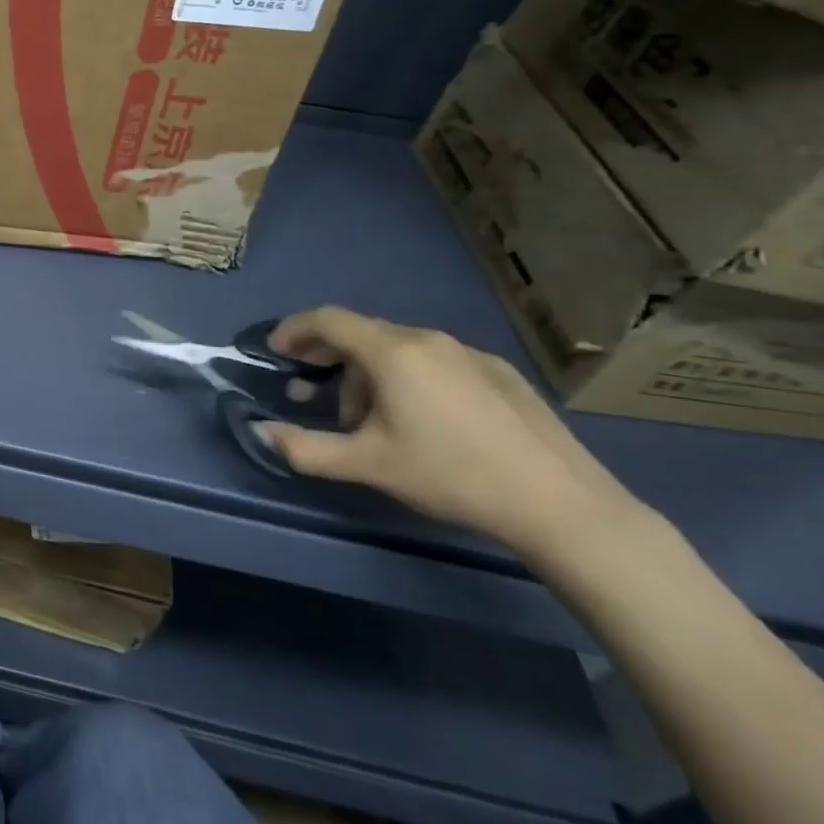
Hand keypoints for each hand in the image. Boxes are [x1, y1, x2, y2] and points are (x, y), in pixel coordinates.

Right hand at [260, 306, 639, 557]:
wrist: (562, 504)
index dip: (294, 330)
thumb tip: (260, 431)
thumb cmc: (452, 475)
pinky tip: (423, 422)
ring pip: (399, 349)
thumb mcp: (368, 465)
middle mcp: (427, 339)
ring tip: (370, 420)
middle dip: (329, 359)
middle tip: (312, 392)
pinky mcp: (499, 372)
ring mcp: (468, 352)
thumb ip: (306, 448)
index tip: (276, 351)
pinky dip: (408, 378)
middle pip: (362, 334)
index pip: (327, 319)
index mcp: (392, 352)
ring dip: (368, 374)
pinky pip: (435, 361)